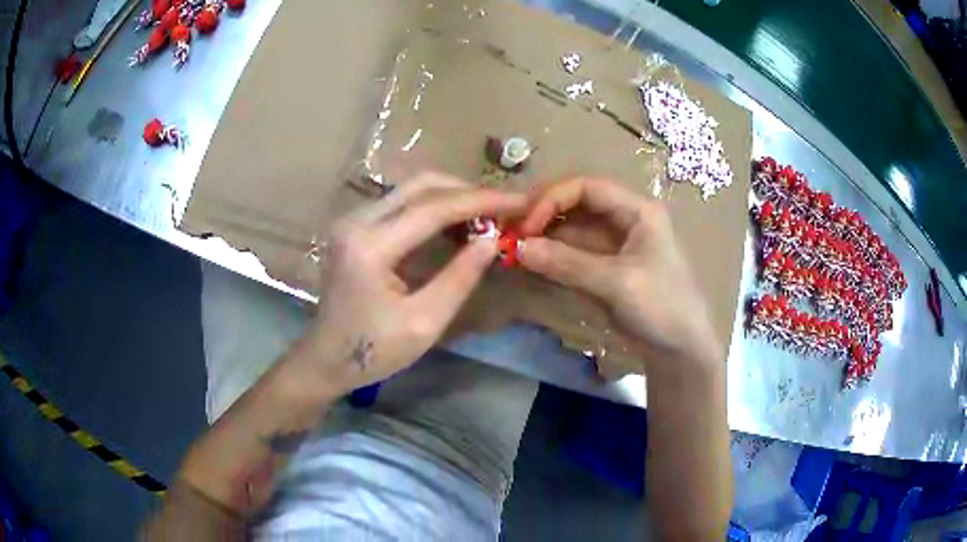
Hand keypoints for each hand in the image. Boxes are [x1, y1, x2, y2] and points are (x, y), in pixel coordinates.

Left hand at [282, 173, 526, 397]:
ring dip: (451, 197)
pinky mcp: (355, 227)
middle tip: (504, 207)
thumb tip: (493, 239)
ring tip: (487, 216)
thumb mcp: (424, 323)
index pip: (434, 208)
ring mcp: (353, 221)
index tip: (519, 201)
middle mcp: (357, 221)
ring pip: (411, 190)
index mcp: (370, 247)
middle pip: (421, 186)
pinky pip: (401, 204)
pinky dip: (433, 207)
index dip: (481, 201)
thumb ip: (460, 278)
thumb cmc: (372, 351)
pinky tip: (456, 225)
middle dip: (468, 192)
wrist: (325, 358)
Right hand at [518, 177, 720, 372]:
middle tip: (511, 231)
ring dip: (544, 237)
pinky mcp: (605, 269)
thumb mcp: (617, 283)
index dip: (553, 199)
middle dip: (544, 215)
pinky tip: (529, 261)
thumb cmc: (661, 307)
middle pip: (577, 205)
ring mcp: (613, 246)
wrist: (679, 350)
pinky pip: (573, 255)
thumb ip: (567, 263)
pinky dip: (552, 258)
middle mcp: (624, 220)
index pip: (587, 188)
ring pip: (572, 231)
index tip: (527, 224)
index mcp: (637, 210)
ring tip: (513, 246)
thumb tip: (518, 247)